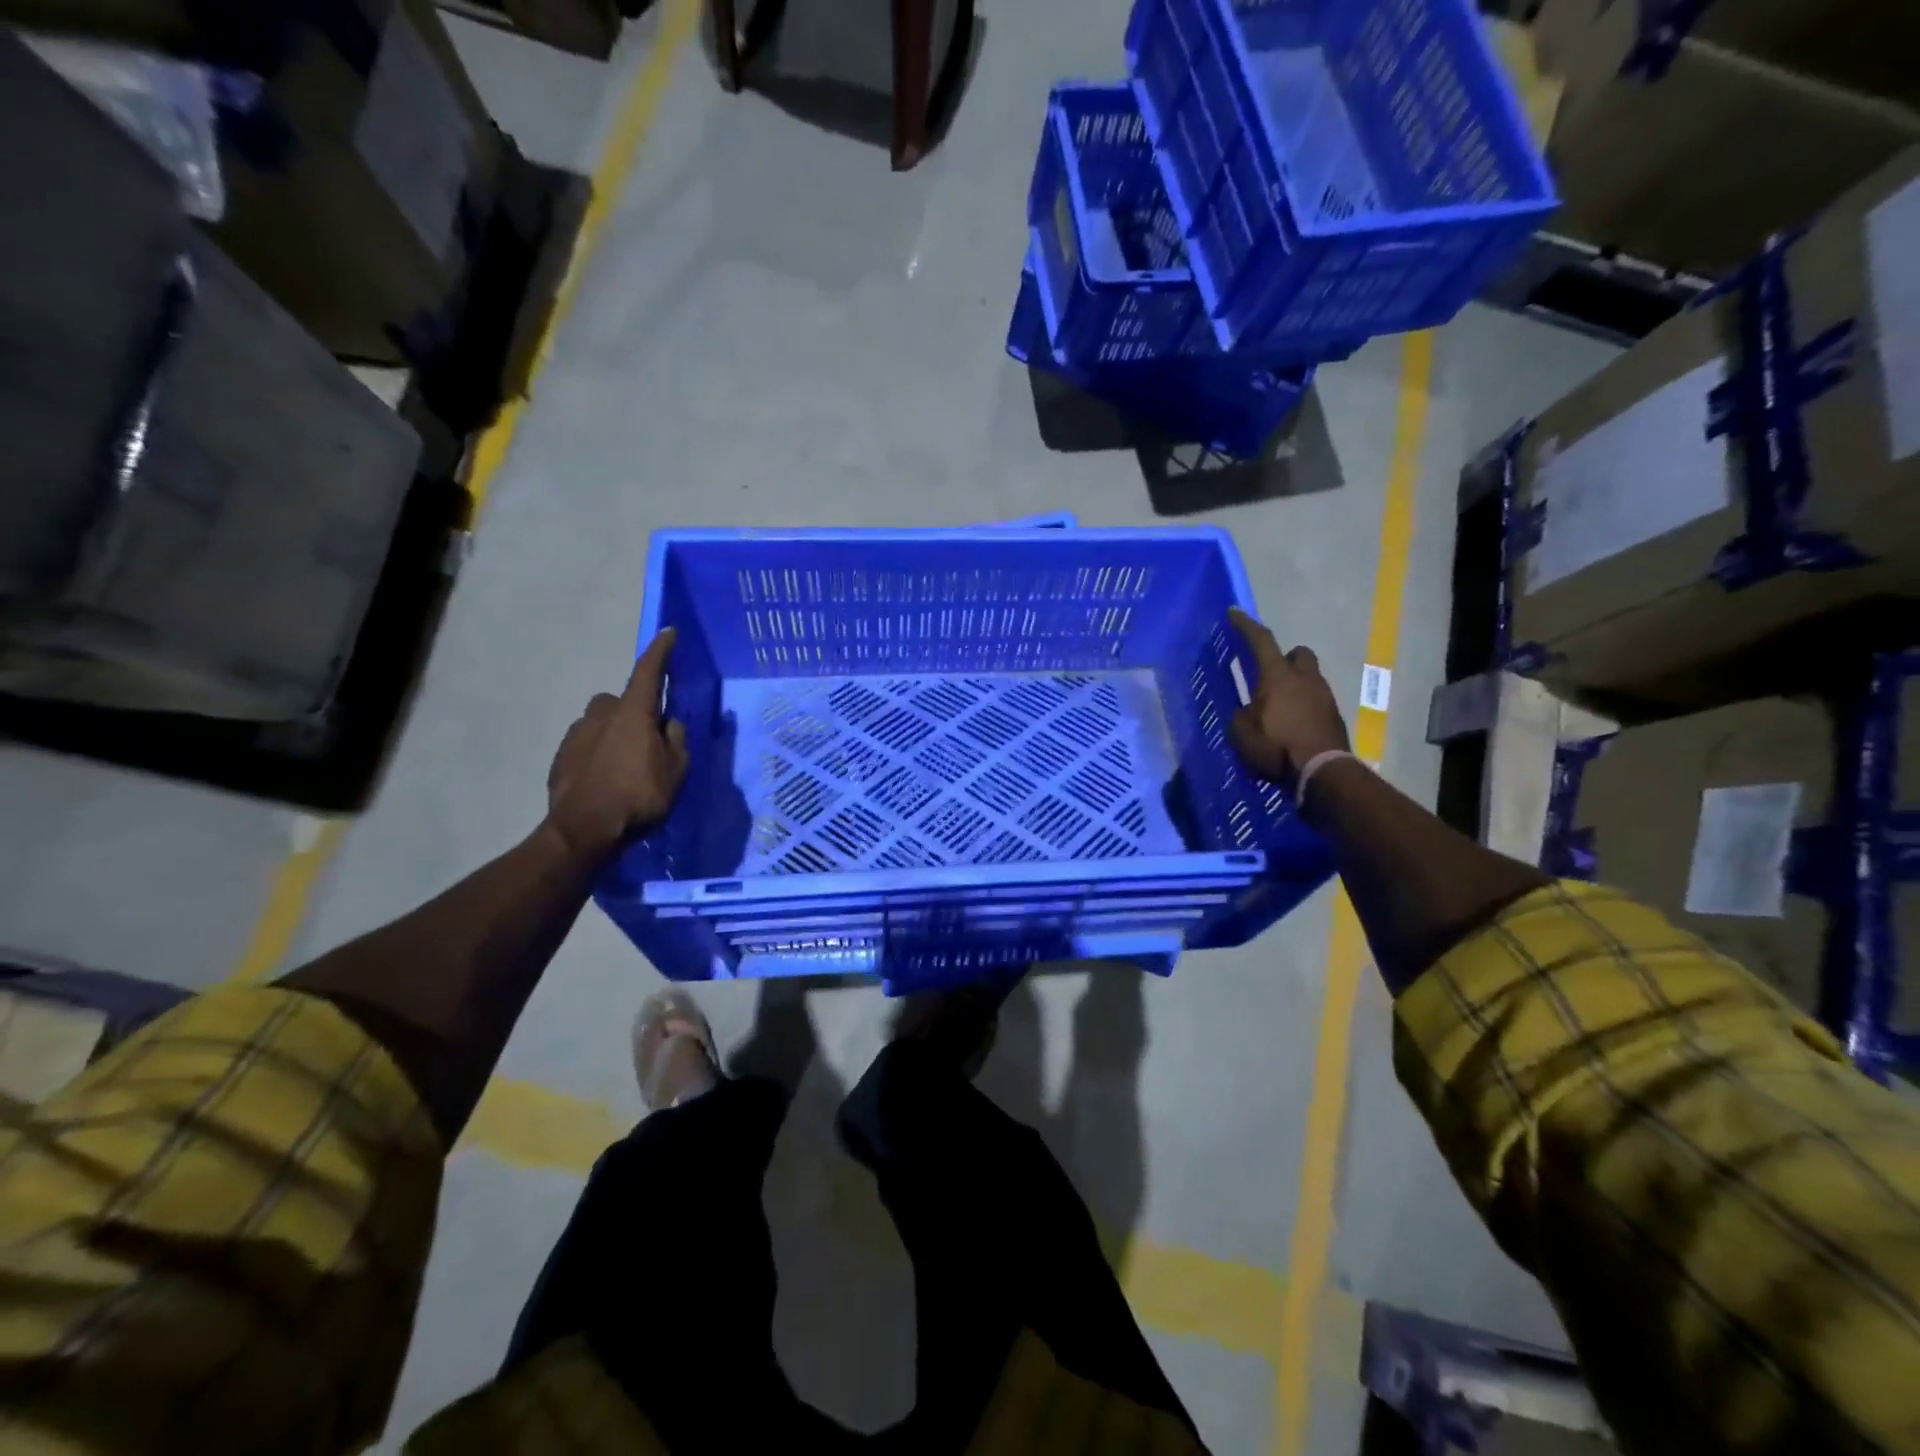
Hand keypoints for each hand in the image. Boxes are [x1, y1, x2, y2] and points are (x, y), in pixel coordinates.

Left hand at [547, 628, 689, 859]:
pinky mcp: (561, 754)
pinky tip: (605, 777)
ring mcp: (577, 732)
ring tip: (626, 762)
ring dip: (615, 731)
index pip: (648, 671)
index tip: (668, 632)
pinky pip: (587, 742)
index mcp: (633, 712)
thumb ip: (675, 740)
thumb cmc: (637, 796)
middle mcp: (602, 713)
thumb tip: (668, 723)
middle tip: (648, 738)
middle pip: (622, 700)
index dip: (660, 651)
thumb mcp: (675, 771)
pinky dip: (598, 751)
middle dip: (634, 711)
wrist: (583, 828)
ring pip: (602, 721)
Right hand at [1226, 608, 1348, 783]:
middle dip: (1285, 658)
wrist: (1322, 772)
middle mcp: (1304, 679)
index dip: (1245, 626)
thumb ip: (1242, 715)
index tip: (1234, 613)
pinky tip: (1292, 725)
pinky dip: (1303, 707)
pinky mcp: (1334, 717)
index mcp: (1277, 676)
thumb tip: (1248, 712)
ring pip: (1309, 678)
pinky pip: (1315, 701)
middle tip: (1269, 673)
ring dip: (1295, 685)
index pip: (1261, 641)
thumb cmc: (1277, 747)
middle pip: (1298, 653)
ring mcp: (1324, 696)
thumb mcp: (1242, 733)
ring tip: (1279, 707)